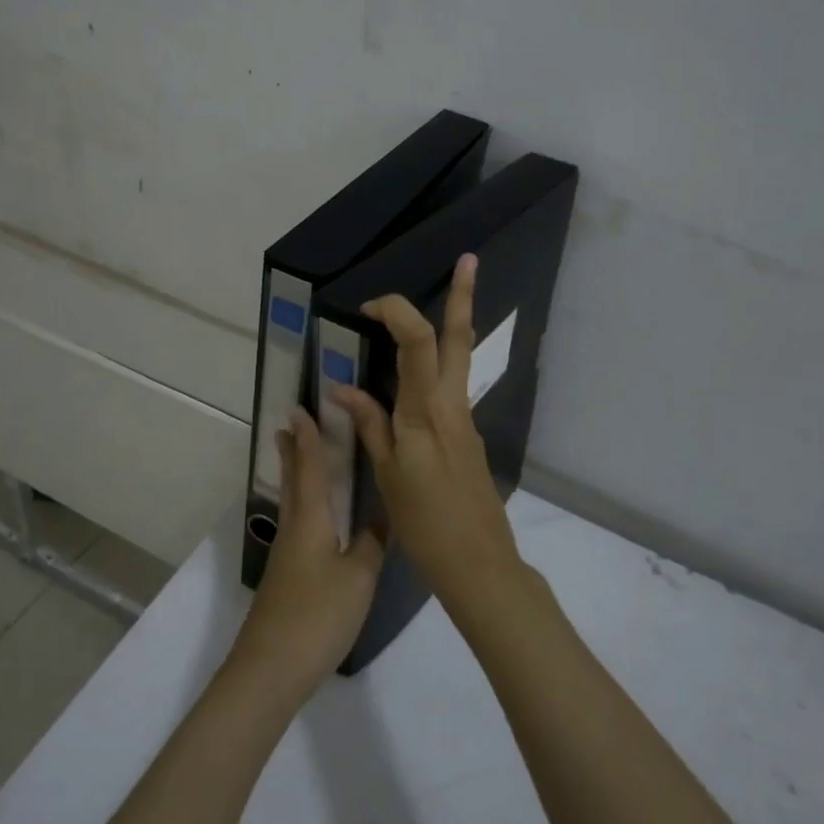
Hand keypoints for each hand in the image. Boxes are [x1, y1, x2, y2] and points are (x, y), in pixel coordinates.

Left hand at [231, 408, 384, 696]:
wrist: (271, 668)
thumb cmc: (318, 616)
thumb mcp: (359, 577)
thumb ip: (374, 542)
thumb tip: (386, 512)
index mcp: (311, 521)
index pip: (310, 468)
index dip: (308, 438)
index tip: (301, 409)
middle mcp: (295, 529)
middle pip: (293, 480)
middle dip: (293, 451)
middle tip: (290, 424)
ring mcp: (286, 554)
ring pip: (292, 501)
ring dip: (295, 474)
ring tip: (298, 457)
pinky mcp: (286, 576)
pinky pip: (296, 523)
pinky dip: (303, 503)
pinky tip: (313, 517)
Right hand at [329, 254, 522, 612]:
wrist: (478, 562)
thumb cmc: (426, 522)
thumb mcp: (388, 474)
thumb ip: (370, 425)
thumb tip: (344, 389)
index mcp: (427, 411)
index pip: (418, 342)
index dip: (396, 313)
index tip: (370, 307)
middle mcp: (452, 405)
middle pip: (458, 339)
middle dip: (464, 296)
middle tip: (470, 260)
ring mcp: (465, 420)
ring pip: (459, 360)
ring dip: (453, 326)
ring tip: (447, 300)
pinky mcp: (468, 436)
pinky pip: (449, 389)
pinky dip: (435, 369)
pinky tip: (414, 381)